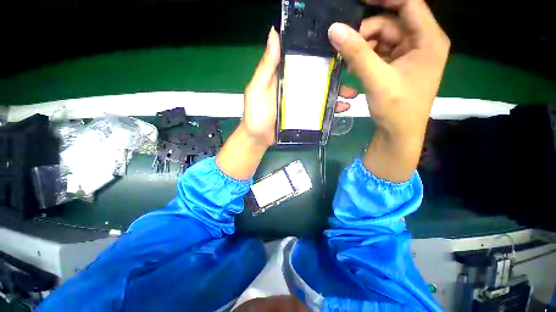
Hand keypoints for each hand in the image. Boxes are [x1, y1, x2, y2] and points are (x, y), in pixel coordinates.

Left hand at [242, 27, 353, 147]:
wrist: (258, 138)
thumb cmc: (256, 113)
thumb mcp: (258, 87)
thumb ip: (267, 65)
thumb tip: (274, 32)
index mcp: (284, 77)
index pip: (304, 62)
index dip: (320, 55)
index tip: (339, 52)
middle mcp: (294, 88)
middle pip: (317, 80)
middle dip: (335, 78)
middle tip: (352, 79)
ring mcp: (299, 103)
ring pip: (320, 95)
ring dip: (336, 95)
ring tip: (351, 97)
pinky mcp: (302, 117)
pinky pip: (318, 111)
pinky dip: (329, 111)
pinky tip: (341, 110)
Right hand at [328, 0, 449, 180]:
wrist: (398, 134)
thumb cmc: (396, 109)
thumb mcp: (377, 79)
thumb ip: (357, 53)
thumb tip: (335, 30)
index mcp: (428, 40)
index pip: (409, 4)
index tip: (359, 1)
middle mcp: (420, 43)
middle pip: (390, 24)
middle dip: (365, 34)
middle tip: (345, 48)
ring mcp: (408, 56)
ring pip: (381, 40)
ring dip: (362, 51)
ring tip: (348, 66)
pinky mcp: (397, 67)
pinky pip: (379, 55)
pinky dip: (364, 61)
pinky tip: (354, 73)